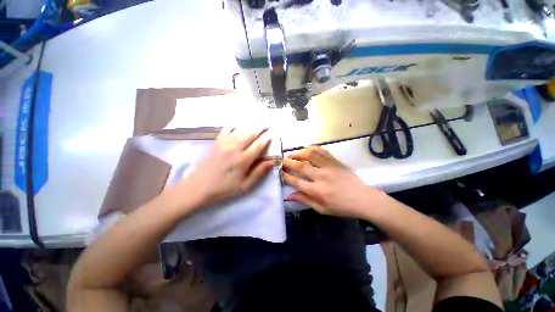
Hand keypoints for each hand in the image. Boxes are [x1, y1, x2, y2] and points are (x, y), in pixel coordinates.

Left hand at [174, 127, 274, 209]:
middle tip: (267, 124)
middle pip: (250, 134)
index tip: (272, 133)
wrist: (198, 188)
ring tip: (256, 121)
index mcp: (243, 160)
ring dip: (249, 125)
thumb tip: (271, 162)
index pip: (258, 145)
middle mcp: (235, 149)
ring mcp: (224, 144)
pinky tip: (237, 123)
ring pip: (239, 130)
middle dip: (260, 128)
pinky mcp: (216, 143)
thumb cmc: (224, 189)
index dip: (266, 138)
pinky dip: (233, 125)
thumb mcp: (244, 186)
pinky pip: (225, 130)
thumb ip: (258, 173)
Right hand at [282, 146, 383, 218]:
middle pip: (300, 166)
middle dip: (288, 162)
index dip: (285, 176)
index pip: (296, 181)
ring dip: (298, 153)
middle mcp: (321, 176)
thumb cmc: (341, 207)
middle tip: (281, 160)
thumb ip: (304, 200)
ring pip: (309, 154)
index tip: (279, 172)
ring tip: (292, 154)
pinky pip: (321, 151)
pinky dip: (311, 148)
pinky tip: (306, 150)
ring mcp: (328, 166)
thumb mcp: (321, 209)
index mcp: (317, 191)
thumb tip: (289, 195)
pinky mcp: (335, 161)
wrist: (362, 198)